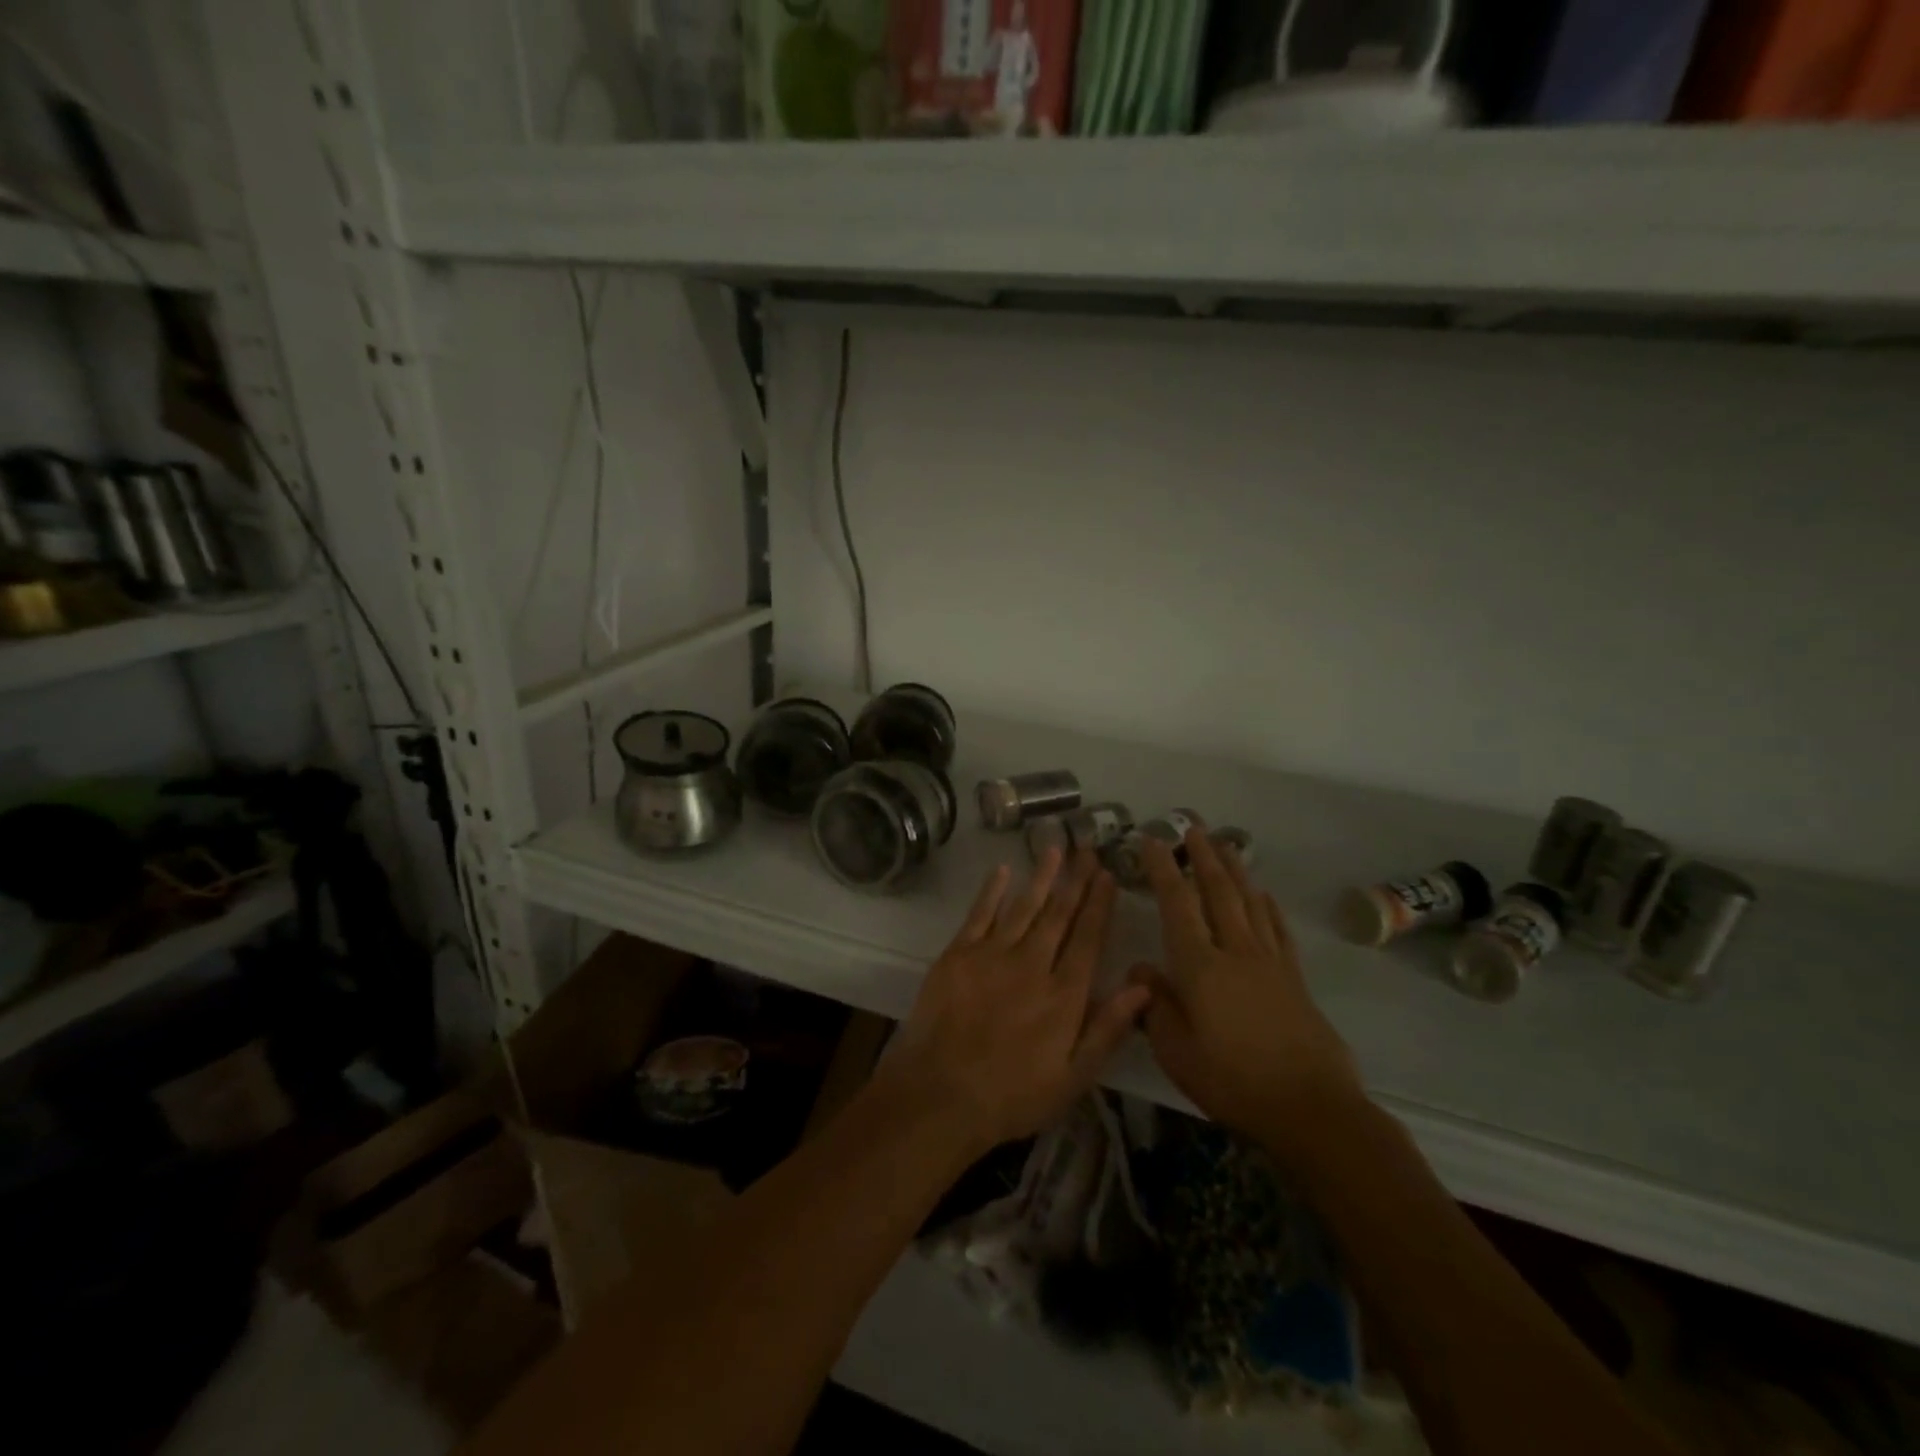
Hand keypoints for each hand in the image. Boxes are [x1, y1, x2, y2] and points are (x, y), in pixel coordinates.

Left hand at [876, 848, 1151, 1158]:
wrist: (941, 1094)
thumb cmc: (1013, 1096)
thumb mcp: (1073, 1077)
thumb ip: (1108, 1029)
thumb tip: (1144, 986)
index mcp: (1064, 994)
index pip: (1088, 939)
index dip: (1099, 905)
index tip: (1108, 875)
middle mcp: (1032, 964)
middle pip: (1059, 914)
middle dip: (1076, 881)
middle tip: (1087, 848)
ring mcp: (993, 955)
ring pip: (1024, 907)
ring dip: (1041, 877)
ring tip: (1055, 849)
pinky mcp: (958, 954)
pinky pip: (980, 914)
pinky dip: (992, 891)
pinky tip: (1003, 871)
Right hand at [1132, 829, 1361, 1144]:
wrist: (1310, 1108)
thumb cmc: (1232, 1081)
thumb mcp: (1176, 1051)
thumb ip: (1155, 1005)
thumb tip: (1143, 967)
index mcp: (1199, 966)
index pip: (1177, 904)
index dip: (1163, 869)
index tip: (1151, 840)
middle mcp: (1235, 951)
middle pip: (1218, 892)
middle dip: (1203, 856)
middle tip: (1192, 828)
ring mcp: (1269, 962)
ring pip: (1249, 902)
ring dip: (1235, 870)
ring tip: (1226, 845)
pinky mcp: (1294, 979)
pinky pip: (1277, 930)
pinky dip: (1268, 906)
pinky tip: (1263, 895)